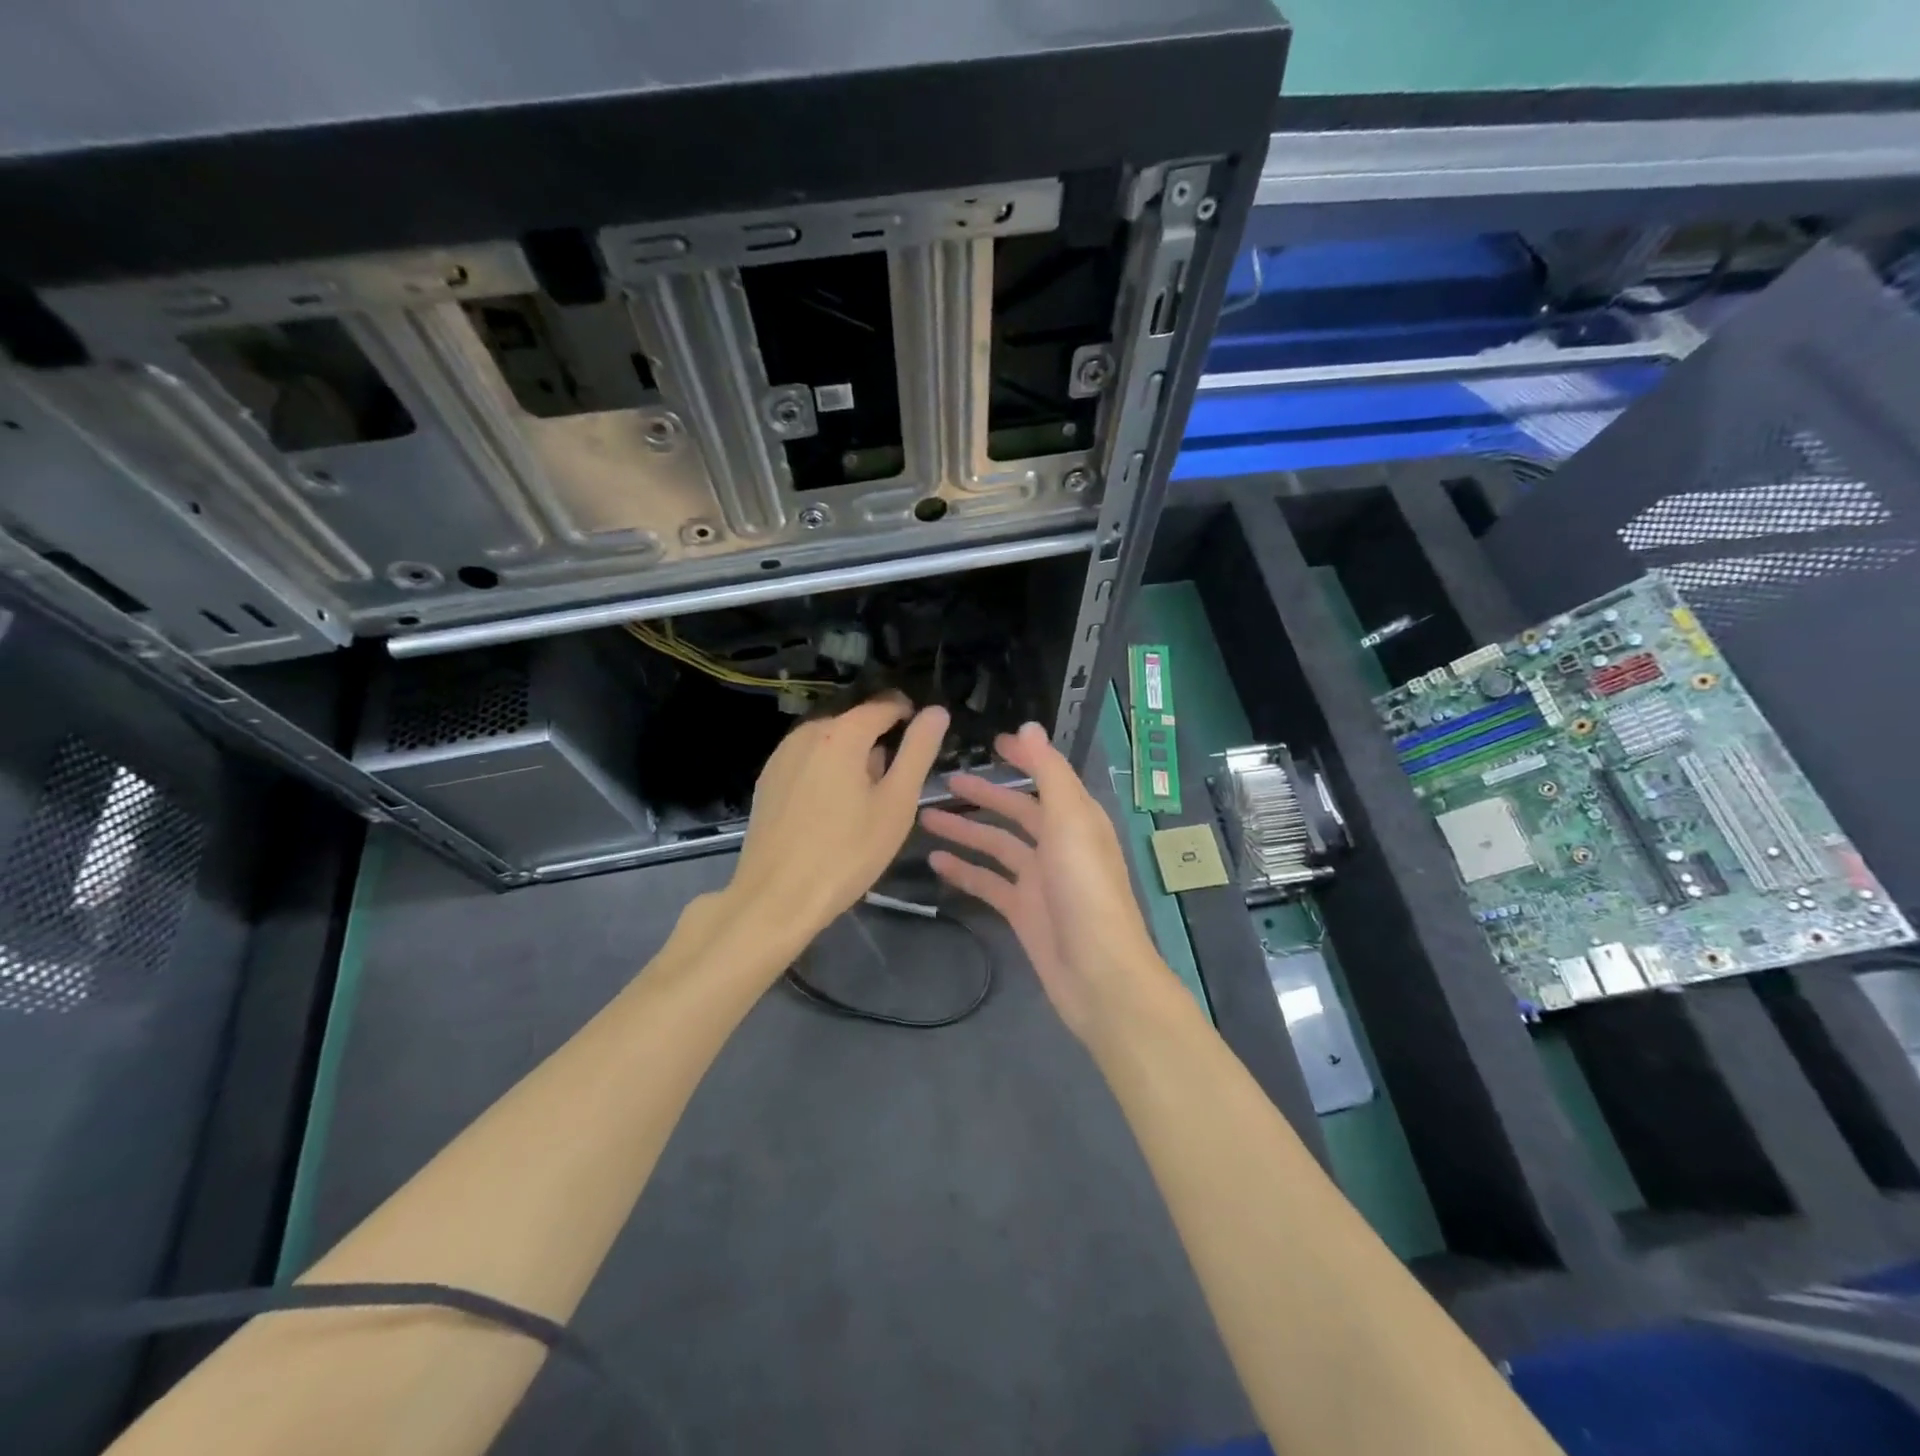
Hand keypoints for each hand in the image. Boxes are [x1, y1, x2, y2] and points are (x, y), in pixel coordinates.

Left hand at [726, 696, 948, 950]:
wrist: (776, 898)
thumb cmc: (847, 852)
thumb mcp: (897, 803)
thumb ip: (918, 751)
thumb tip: (936, 711)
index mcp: (841, 733)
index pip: (884, 704)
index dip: (909, 716)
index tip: (923, 743)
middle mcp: (807, 733)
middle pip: (855, 722)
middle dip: (880, 742)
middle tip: (897, 785)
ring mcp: (781, 756)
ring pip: (830, 742)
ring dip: (852, 758)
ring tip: (866, 801)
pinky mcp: (767, 780)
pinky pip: (808, 761)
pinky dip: (827, 772)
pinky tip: (832, 810)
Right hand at [920, 721, 1164, 1037]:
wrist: (1097, 972)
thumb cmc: (1086, 889)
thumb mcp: (1071, 821)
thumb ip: (1049, 773)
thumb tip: (1029, 727)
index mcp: (1077, 819)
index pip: (1047, 777)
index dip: (1023, 758)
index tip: (991, 742)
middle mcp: (1059, 844)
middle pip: (1018, 811)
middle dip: (985, 794)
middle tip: (946, 780)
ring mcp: (1039, 879)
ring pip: (997, 846)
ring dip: (966, 831)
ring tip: (925, 817)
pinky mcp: (1022, 911)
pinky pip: (988, 883)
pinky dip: (965, 871)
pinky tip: (935, 862)